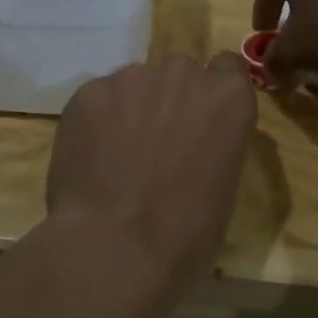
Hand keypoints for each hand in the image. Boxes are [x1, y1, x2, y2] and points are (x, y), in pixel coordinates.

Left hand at [45, 53, 258, 294]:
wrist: (115, 248)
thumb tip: (192, 146)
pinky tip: (90, 159)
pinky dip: (96, 122)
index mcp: (228, 98)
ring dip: (131, 109)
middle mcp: (183, 74)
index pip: (227, 69)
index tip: (202, 119)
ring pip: (134, 84)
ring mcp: (132, 78)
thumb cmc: (186, 235)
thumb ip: (212, 146)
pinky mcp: (89, 91)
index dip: (212, 93)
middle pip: (179, 73)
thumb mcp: (224, 188)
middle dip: (171, 100)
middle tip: (156, 144)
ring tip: (116, 156)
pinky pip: (98, 99)